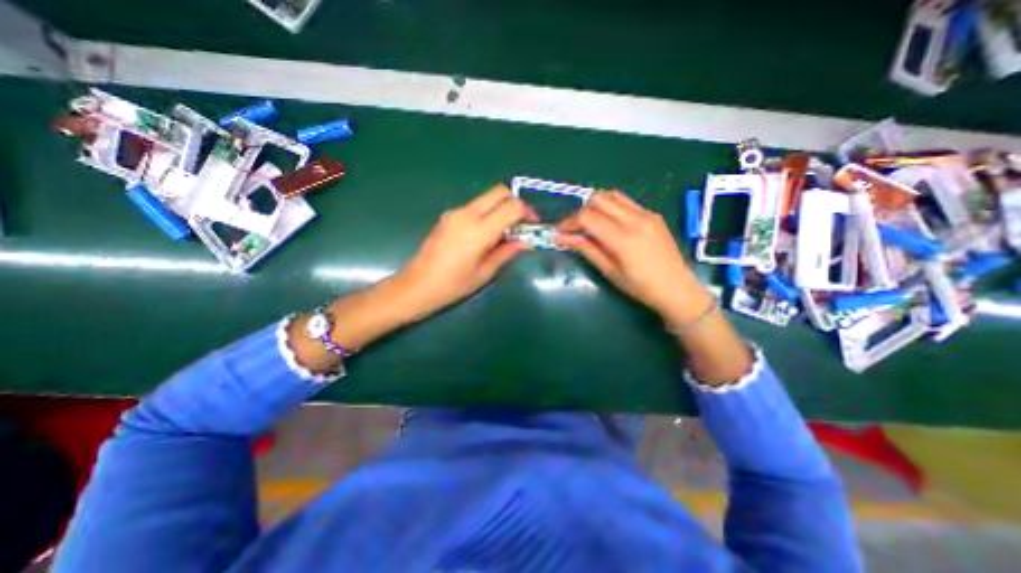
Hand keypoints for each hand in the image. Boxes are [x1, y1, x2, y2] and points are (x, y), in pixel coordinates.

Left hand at [394, 185, 537, 317]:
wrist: (417, 285)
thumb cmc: (454, 285)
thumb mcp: (485, 272)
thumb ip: (507, 252)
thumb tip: (526, 241)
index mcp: (479, 230)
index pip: (511, 206)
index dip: (526, 212)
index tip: (531, 225)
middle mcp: (467, 214)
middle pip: (499, 191)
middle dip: (514, 203)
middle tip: (519, 224)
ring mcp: (455, 213)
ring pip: (486, 197)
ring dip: (500, 208)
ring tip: (502, 232)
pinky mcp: (448, 216)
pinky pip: (474, 206)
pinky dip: (487, 213)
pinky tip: (484, 234)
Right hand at [557, 190, 710, 324]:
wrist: (677, 288)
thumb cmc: (640, 287)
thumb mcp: (609, 270)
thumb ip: (586, 249)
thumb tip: (561, 237)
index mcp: (623, 238)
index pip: (587, 216)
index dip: (569, 222)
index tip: (561, 232)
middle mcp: (634, 219)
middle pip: (597, 199)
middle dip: (580, 212)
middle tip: (576, 229)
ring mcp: (646, 213)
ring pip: (611, 195)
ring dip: (596, 206)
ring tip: (592, 224)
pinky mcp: (653, 214)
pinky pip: (625, 202)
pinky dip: (611, 207)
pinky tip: (610, 224)